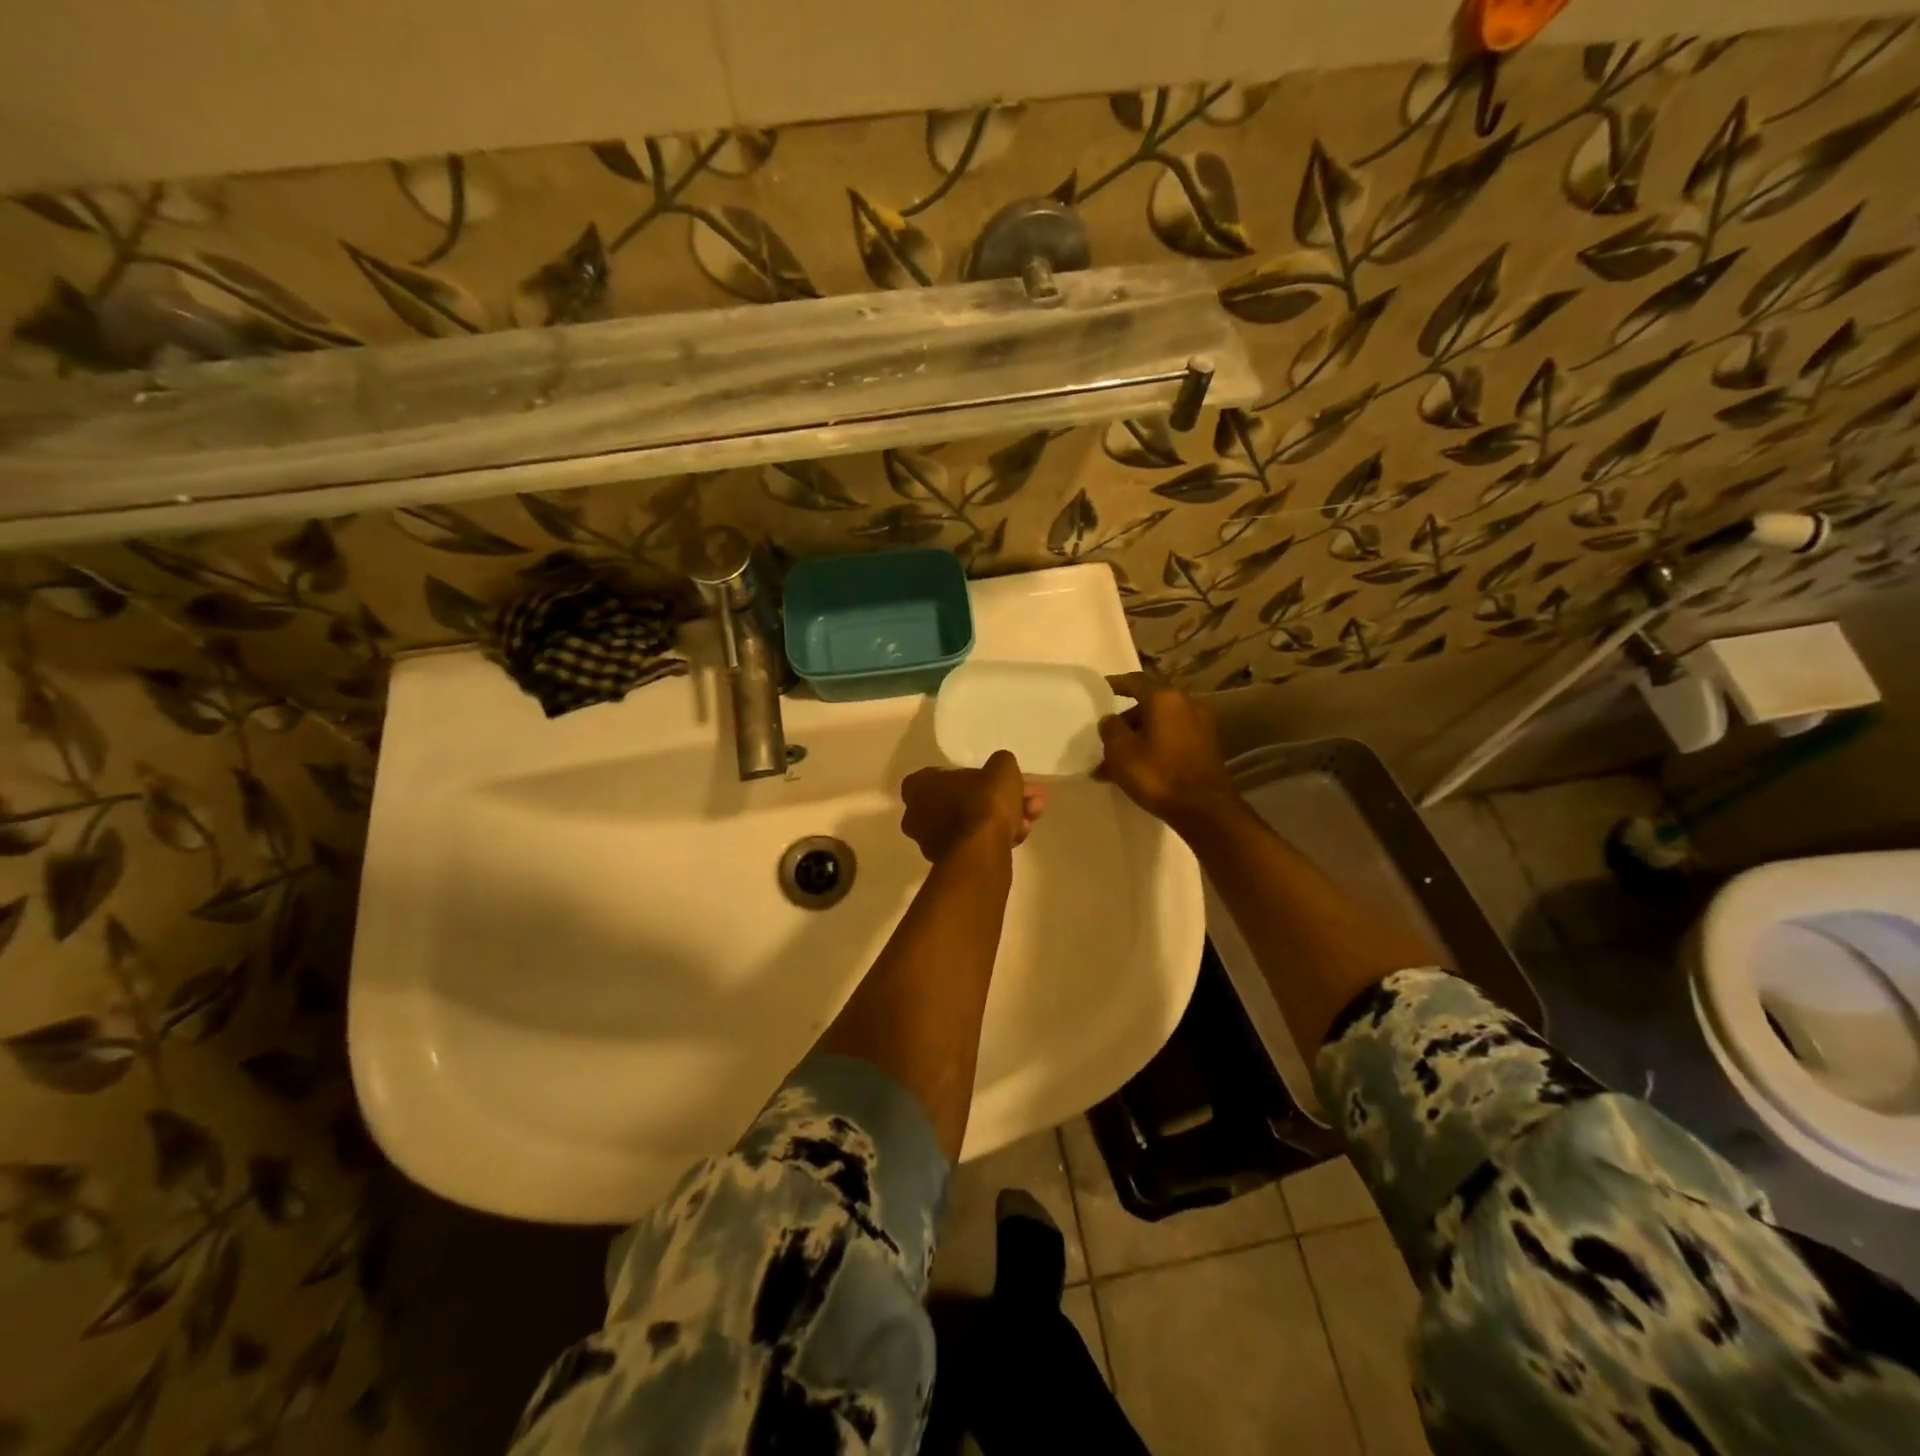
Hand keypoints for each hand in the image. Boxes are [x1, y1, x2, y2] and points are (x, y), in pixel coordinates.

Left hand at [899, 751, 1046, 862]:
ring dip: (1003, 818)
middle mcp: (917, 815)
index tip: (999, 779)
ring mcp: (932, 842)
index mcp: (918, 787)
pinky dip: (996, 837)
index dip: (977, 775)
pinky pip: (975, 843)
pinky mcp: (951, 864)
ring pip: (973, 823)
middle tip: (1028, 797)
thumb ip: (1000, 764)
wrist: (982, 853)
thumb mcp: (1001, 769)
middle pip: (965, 800)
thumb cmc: (983, 803)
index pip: (945, 774)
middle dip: (1000, 798)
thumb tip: (1001, 770)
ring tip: (1033, 816)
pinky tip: (1021, 835)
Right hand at [1095, 673, 1238, 826]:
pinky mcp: (1205, 748)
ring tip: (1114, 764)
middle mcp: (1186, 705)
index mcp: (1165, 698)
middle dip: (1125, 721)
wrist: (1204, 809)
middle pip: (1148, 705)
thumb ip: (1111, 729)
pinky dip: (1153, 748)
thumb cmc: (1158, 774)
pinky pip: (1171, 740)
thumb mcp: (1121, 751)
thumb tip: (1110, 720)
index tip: (1100, 688)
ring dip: (1137, 739)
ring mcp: (1200, 726)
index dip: (1115, 684)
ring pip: (1159, 726)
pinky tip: (1137, 770)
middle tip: (1105, 738)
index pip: (1135, 681)